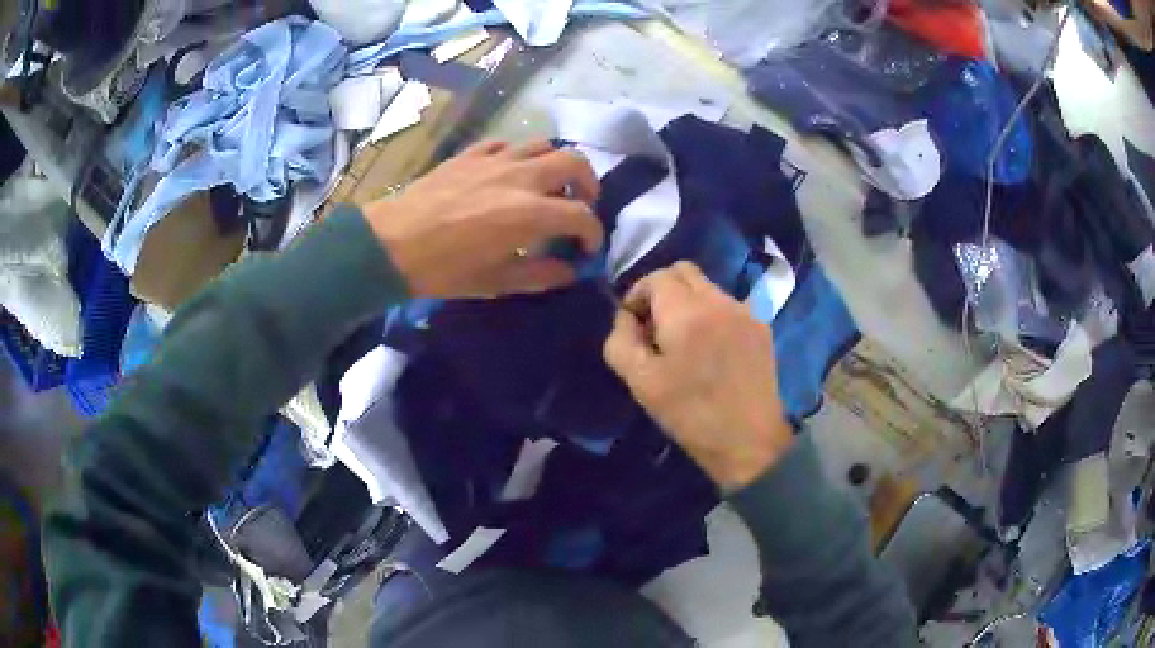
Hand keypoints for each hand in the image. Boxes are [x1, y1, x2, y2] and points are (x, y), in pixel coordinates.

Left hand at [361, 140, 603, 297]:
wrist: (391, 243)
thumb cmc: (444, 269)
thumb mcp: (495, 282)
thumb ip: (541, 275)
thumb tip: (570, 271)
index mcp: (529, 213)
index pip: (581, 215)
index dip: (593, 232)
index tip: (588, 247)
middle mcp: (520, 177)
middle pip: (574, 162)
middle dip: (588, 184)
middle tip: (580, 204)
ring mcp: (495, 159)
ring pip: (543, 144)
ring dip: (556, 163)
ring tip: (549, 184)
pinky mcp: (472, 153)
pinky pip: (507, 144)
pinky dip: (519, 156)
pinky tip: (510, 172)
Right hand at [604, 262, 793, 490]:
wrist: (749, 441)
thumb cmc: (690, 415)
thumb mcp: (640, 383)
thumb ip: (621, 341)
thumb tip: (626, 317)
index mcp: (687, 312)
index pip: (657, 276)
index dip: (638, 294)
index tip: (634, 324)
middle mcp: (719, 300)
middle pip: (684, 272)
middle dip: (663, 290)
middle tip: (656, 327)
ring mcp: (745, 311)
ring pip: (708, 287)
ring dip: (689, 302)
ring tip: (686, 342)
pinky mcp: (761, 327)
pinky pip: (728, 305)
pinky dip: (712, 315)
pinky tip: (712, 350)